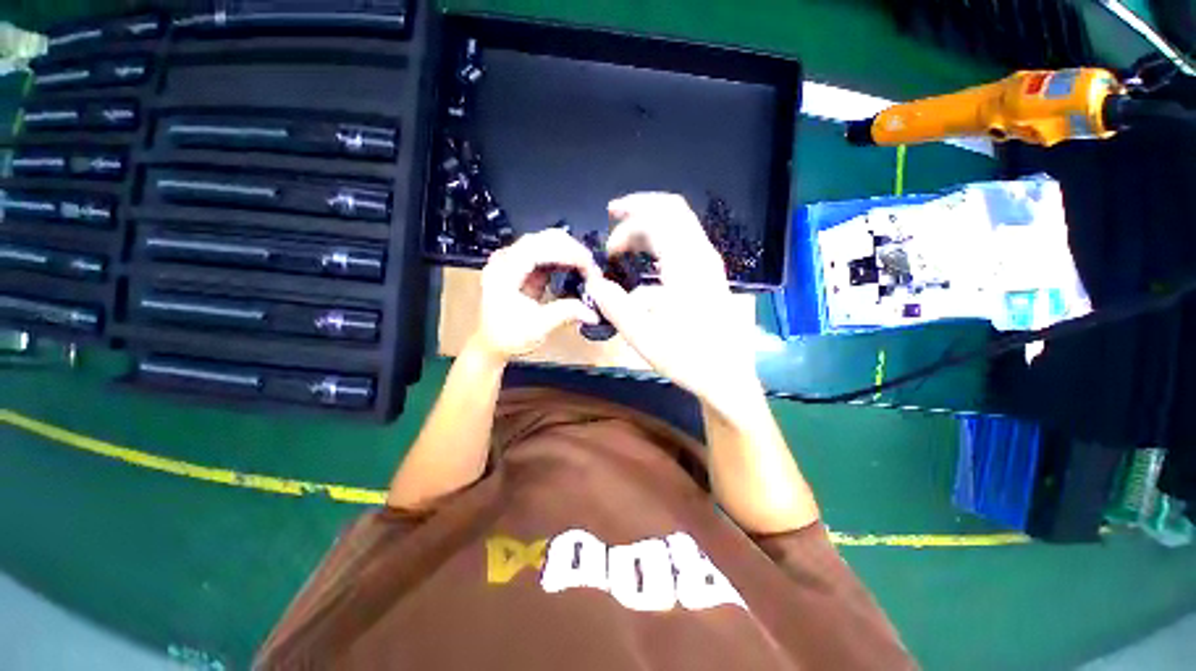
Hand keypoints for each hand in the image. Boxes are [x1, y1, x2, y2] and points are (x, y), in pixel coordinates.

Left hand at [468, 229, 600, 361]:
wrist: (491, 344)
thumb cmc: (509, 336)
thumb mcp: (538, 327)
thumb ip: (566, 313)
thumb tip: (594, 313)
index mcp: (505, 271)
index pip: (538, 248)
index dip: (567, 252)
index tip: (589, 265)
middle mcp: (506, 259)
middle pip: (543, 238)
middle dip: (572, 249)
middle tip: (592, 268)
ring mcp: (513, 259)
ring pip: (546, 241)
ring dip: (569, 252)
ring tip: (588, 268)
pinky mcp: (521, 265)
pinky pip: (546, 252)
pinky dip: (563, 258)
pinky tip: (576, 269)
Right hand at [585, 193, 761, 416]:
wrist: (728, 378)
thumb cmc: (687, 359)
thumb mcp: (644, 337)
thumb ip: (615, 305)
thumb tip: (594, 281)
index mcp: (686, 267)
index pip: (655, 221)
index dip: (625, 228)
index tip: (608, 253)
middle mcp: (702, 256)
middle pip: (672, 208)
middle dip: (639, 206)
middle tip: (613, 214)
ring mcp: (710, 262)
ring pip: (681, 220)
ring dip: (650, 220)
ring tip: (625, 236)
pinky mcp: (711, 272)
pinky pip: (686, 237)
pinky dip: (663, 234)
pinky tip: (648, 252)